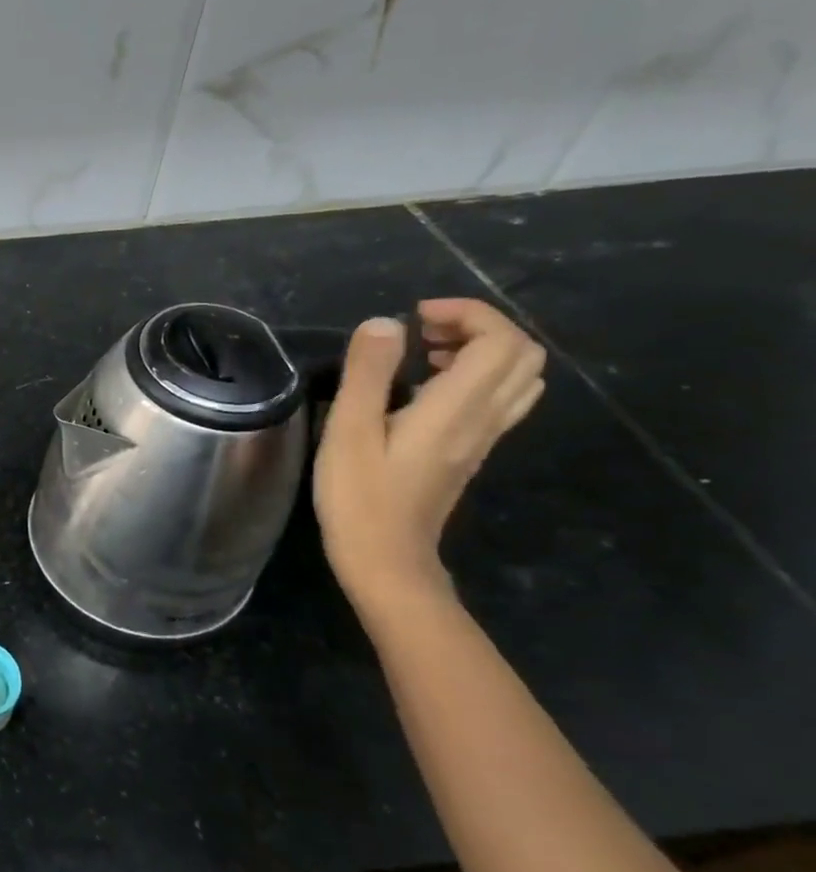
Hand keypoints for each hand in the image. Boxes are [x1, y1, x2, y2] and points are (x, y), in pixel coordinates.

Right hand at [314, 300, 545, 608]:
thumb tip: (385, 323)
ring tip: (425, 354)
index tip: (415, 316)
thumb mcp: (349, 430)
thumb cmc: (359, 495)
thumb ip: (368, 373)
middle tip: (421, 333)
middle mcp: (484, 418)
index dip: (468, 313)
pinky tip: (425, 389)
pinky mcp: (471, 452)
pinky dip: (474, 377)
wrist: (386, 557)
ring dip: (480, 351)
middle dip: (478, 327)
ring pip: (517, 378)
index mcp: (457, 407)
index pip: (501, 341)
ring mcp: (483, 438)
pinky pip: (498, 399)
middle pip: (522, 354)